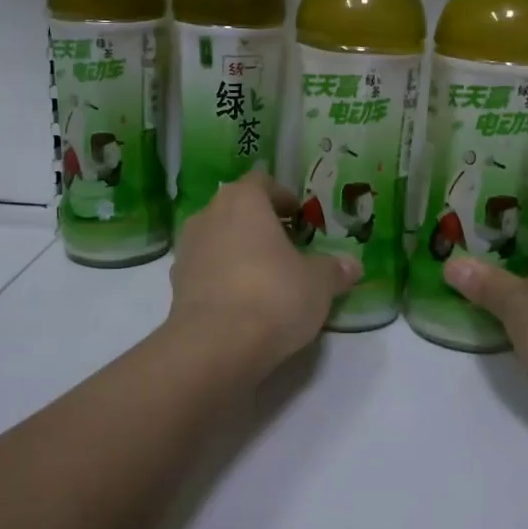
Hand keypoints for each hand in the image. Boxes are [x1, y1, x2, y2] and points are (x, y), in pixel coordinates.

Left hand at [167, 169, 361, 371]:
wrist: (215, 346)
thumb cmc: (273, 295)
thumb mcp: (318, 283)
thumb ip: (334, 269)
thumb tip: (352, 265)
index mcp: (243, 200)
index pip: (262, 182)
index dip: (283, 197)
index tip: (300, 218)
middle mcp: (209, 215)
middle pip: (237, 209)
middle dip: (261, 225)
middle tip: (288, 248)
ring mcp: (187, 250)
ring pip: (218, 240)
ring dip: (239, 251)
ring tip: (266, 277)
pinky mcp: (175, 285)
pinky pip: (206, 271)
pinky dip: (223, 278)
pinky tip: (244, 303)